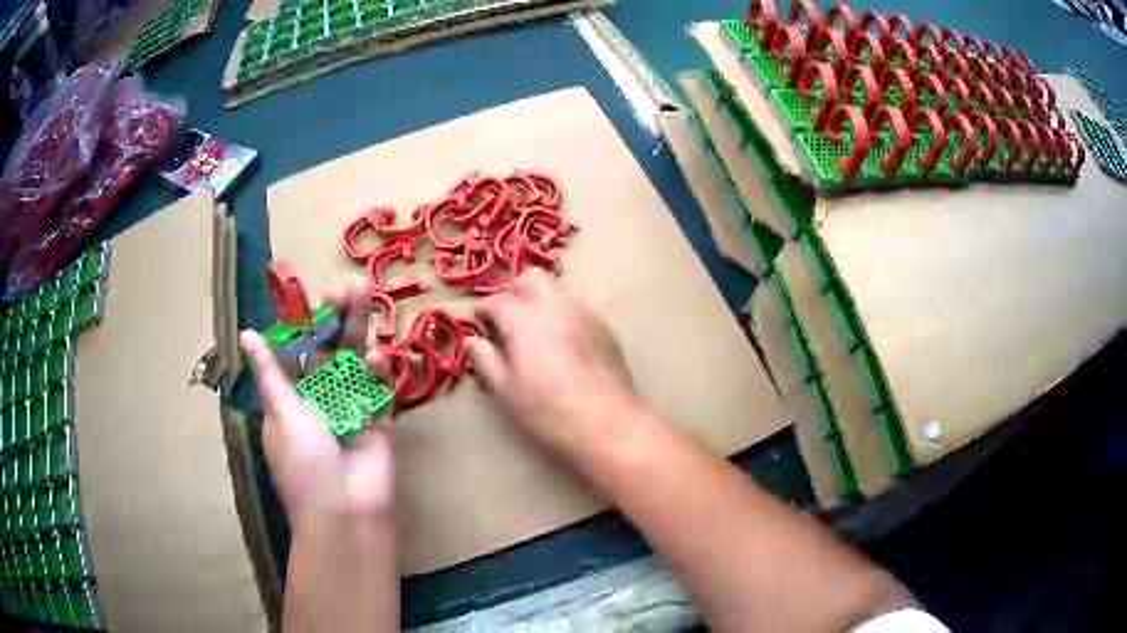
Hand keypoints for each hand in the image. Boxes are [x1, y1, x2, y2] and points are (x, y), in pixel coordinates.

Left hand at [241, 276, 394, 530]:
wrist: (345, 511)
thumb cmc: (303, 462)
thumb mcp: (280, 413)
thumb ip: (270, 371)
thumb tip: (245, 334)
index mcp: (292, 397)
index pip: (301, 350)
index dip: (309, 323)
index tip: (319, 295)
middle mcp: (322, 398)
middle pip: (331, 350)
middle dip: (339, 318)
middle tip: (349, 284)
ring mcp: (352, 408)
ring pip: (356, 361)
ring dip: (360, 329)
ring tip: (366, 293)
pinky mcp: (380, 420)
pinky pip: (379, 389)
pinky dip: (378, 371)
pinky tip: (374, 356)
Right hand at [466, 269, 638, 454]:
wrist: (606, 423)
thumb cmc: (548, 411)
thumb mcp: (507, 390)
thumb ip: (486, 360)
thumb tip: (472, 340)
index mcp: (526, 320)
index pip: (497, 300)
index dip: (483, 309)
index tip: (478, 321)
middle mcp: (556, 306)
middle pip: (532, 279)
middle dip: (516, 292)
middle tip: (509, 319)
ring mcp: (584, 313)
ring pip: (558, 291)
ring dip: (541, 302)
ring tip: (536, 333)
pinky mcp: (604, 327)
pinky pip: (578, 309)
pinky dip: (563, 316)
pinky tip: (563, 345)